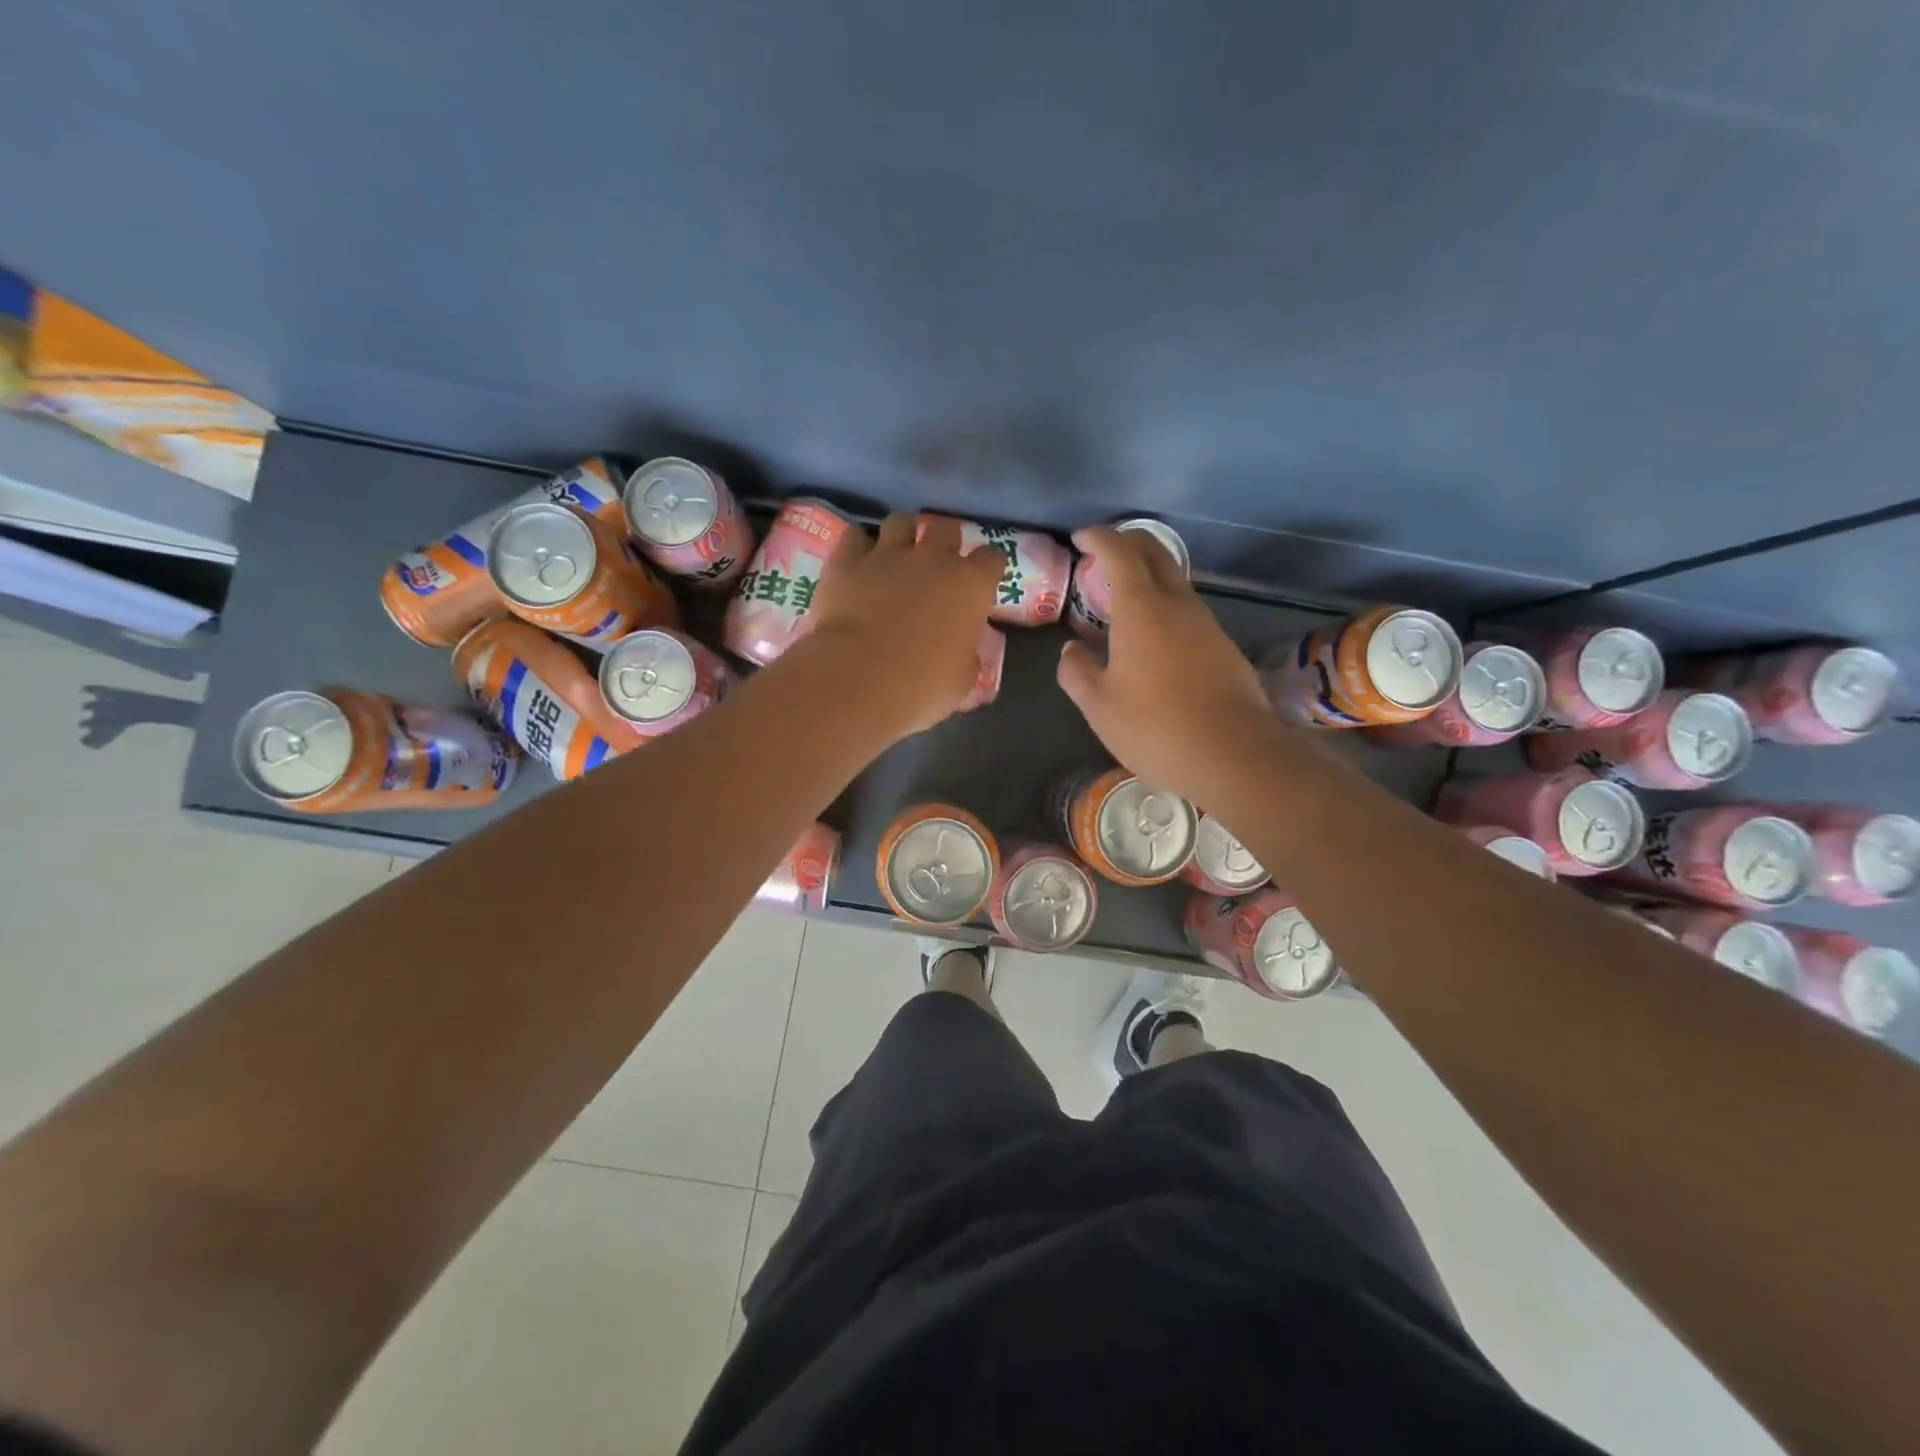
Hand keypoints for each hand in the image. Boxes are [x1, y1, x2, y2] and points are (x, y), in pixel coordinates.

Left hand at [802, 512, 1004, 737]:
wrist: (858, 680)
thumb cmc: (922, 687)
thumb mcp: (962, 681)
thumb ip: (967, 656)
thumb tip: (964, 652)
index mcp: (970, 586)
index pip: (991, 559)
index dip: (987, 569)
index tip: (981, 583)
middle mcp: (933, 559)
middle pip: (946, 528)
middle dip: (945, 542)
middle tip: (937, 566)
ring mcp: (887, 555)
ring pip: (901, 522)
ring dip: (903, 535)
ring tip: (897, 556)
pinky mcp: (846, 562)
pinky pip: (855, 538)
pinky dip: (858, 547)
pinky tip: (858, 564)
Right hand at [1056, 526, 1288, 808]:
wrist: (1233, 754)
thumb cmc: (1155, 727)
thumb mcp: (1099, 705)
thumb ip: (1077, 671)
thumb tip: (1072, 650)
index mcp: (1143, 609)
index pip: (1121, 553)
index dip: (1100, 538)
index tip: (1082, 538)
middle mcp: (1178, 605)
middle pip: (1156, 554)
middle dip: (1128, 543)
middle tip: (1103, 552)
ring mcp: (1206, 624)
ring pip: (1175, 582)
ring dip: (1147, 576)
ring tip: (1121, 596)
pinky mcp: (1222, 647)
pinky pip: (1187, 610)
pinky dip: (1163, 605)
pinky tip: (1151, 635)